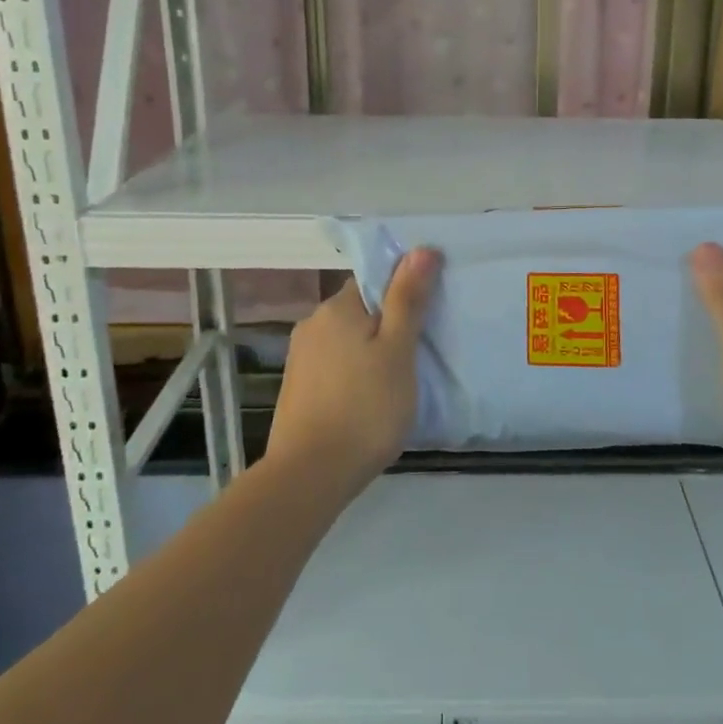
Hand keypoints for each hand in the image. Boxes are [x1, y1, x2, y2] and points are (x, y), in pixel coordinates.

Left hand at [266, 248, 439, 494]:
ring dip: (370, 351)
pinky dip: (353, 374)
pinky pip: (334, 366)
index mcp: (337, 307)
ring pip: (347, 340)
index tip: (426, 318)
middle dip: (387, 325)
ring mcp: (300, 357)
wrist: (310, 475)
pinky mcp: (296, 388)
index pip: (374, 281)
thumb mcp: (398, 350)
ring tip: (395, 382)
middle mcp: (312, 324)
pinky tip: (367, 400)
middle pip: (360, 310)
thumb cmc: (365, 408)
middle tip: (417, 354)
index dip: (403, 293)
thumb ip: (408, 298)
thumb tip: (421, 248)